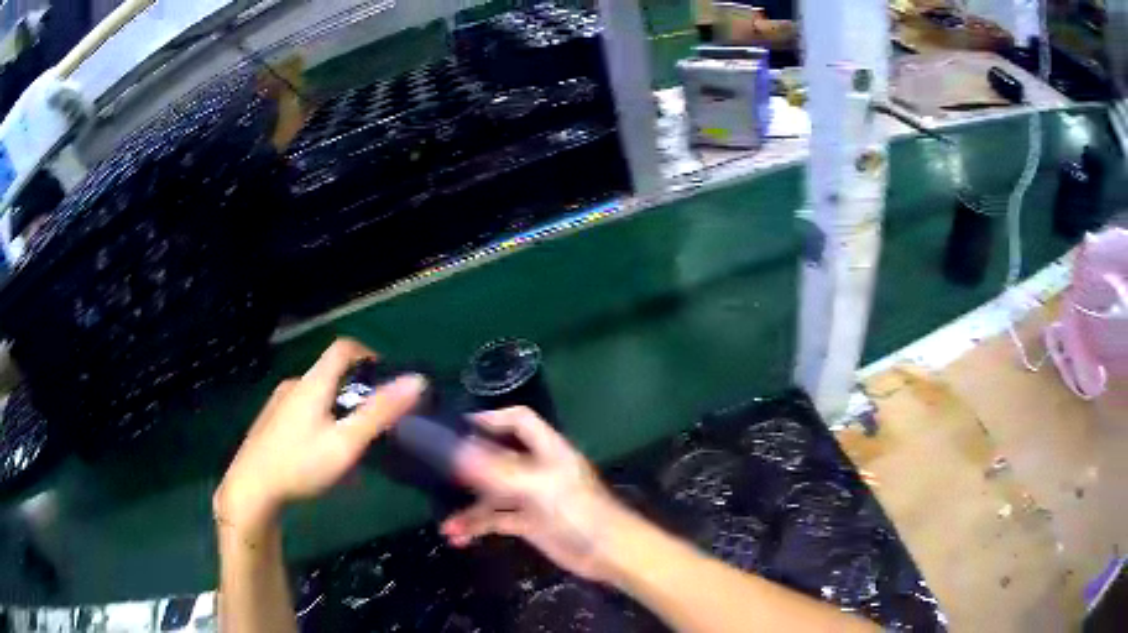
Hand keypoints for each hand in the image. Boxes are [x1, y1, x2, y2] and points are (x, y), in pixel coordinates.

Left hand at [214, 339, 426, 535]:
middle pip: (331, 376)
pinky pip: (301, 415)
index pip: (343, 348)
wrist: (250, 489)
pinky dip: (319, 426)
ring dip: (336, 415)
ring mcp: (278, 404)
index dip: (368, 355)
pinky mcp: (269, 422)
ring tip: (348, 451)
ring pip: (316, 399)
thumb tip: (417, 380)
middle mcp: (294, 385)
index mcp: (313, 383)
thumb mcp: (346, 443)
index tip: (385, 381)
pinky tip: (320, 460)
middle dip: (355, 396)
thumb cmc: (300, 464)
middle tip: (371, 427)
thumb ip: (380, 413)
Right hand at [441, 407, 632, 582]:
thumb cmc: (577, 512)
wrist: (608, 553)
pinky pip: (496, 519)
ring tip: (445, 522)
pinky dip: (477, 526)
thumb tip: (456, 450)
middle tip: (436, 471)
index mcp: (547, 450)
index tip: (457, 426)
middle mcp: (538, 469)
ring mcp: (532, 497)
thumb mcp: (536, 487)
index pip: (518, 420)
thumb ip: (496, 470)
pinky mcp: (529, 523)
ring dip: (469, 507)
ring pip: (493, 494)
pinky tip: (458, 536)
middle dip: (469, 466)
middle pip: (499, 457)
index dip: (491, 419)